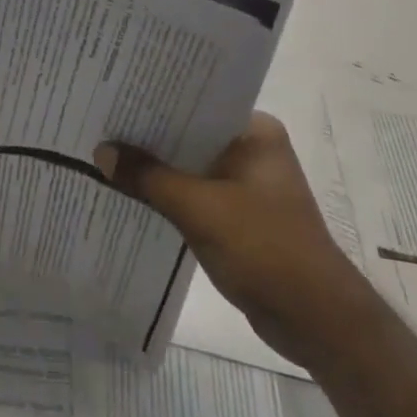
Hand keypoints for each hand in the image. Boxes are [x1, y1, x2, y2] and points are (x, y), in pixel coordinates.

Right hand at [95, 112, 371, 365]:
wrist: (316, 321)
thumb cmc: (265, 249)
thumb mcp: (198, 208)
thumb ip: (148, 177)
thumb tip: (101, 151)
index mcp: (254, 132)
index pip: (196, 103)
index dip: (154, 101)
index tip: (114, 95)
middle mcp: (252, 150)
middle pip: (189, 135)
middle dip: (148, 136)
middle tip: (99, 123)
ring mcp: (247, 184)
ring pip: (189, 166)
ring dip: (155, 168)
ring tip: (104, 153)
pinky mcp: (239, 216)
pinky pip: (194, 194)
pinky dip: (167, 195)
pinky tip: (130, 193)